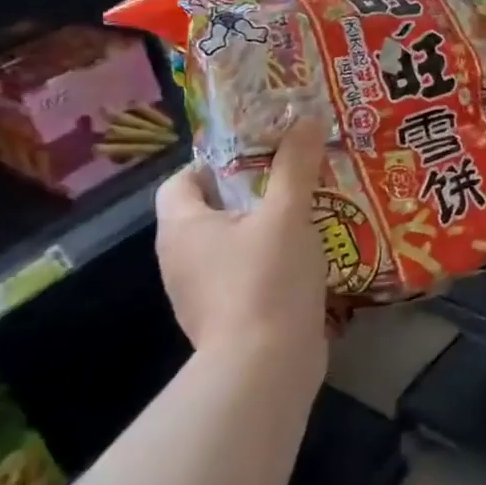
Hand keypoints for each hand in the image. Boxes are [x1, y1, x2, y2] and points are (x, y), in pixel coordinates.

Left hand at [154, 111, 329, 365]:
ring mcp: (200, 293)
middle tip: (292, 175)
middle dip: (249, 190)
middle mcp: (179, 259)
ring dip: (262, 227)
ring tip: (306, 212)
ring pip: (230, 243)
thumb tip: (305, 116)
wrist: (266, 368)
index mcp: (181, 228)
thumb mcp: (287, 213)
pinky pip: (244, 274)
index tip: (259, 153)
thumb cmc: (266, 279)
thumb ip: (296, 164)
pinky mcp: (226, 318)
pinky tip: (304, 257)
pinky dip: (268, 260)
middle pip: (209, 210)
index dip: (215, 161)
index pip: (181, 180)